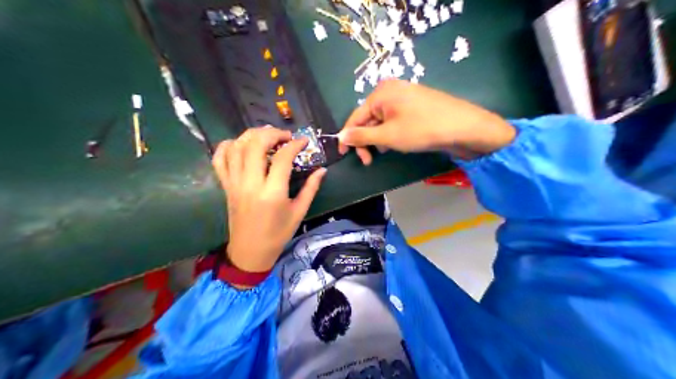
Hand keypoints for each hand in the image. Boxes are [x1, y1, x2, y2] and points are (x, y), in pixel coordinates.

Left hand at [211, 126, 327, 271]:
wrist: (250, 251)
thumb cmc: (278, 233)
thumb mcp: (299, 212)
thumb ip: (311, 188)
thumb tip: (322, 170)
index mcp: (272, 193)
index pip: (282, 157)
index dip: (295, 144)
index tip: (303, 142)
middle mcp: (251, 184)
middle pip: (256, 144)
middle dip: (272, 133)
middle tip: (284, 137)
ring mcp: (234, 183)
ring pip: (237, 147)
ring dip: (252, 135)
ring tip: (266, 137)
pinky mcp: (226, 186)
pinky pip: (219, 160)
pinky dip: (227, 146)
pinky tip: (240, 145)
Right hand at [338, 79, 517, 162]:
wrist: (463, 126)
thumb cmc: (421, 129)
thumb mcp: (388, 136)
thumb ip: (362, 136)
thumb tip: (341, 136)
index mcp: (380, 93)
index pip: (355, 117)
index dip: (348, 137)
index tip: (344, 155)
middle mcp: (390, 90)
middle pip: (368, 119)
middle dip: (367, 140)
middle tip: (370, 160)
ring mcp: (404, 96)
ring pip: (382, 121)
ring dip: (380, 138)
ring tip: (389, 150)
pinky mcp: (415, 104)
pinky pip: (395, 119)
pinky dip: (392, 133)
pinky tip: (399, 142)